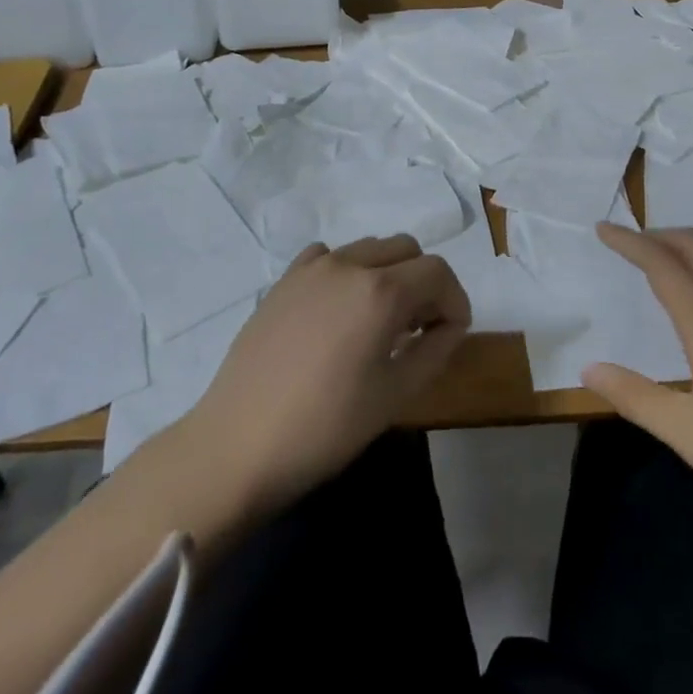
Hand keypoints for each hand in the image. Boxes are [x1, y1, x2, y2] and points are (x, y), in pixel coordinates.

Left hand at [178, 236, 468, 516]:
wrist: (238, 445)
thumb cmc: (326, 427)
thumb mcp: (396, 394)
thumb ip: (435, 349)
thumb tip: (450, 325)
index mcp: (381, 291)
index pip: (437, 271)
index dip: (454, 299)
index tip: (452, 332)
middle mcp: (349, 264)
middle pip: (406, 249)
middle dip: (424, 281)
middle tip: (420, 327)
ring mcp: (312, 268)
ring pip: (370, 248)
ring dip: (389, 273)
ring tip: (380, 320)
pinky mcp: (284, 280)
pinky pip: (329, 256)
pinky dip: (348, 272)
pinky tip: (339, 310)